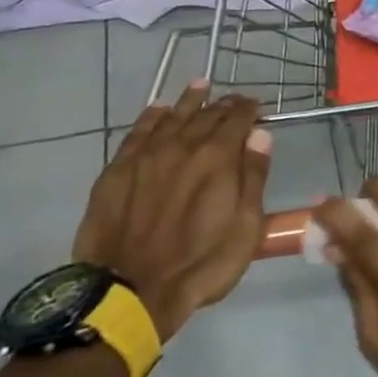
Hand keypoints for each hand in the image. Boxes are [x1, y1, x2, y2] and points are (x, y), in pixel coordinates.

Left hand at [72, 85, 271, 340]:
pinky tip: (158, 110)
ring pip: (171, 116)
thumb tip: (260, 136)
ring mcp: (146, 156)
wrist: (130, 290)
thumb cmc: (201, 264)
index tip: (257, 106)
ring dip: (189, 100)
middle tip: (233, 100)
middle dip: (223, 104)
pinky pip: (137, 132)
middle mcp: (182, 146)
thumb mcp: (245, 227)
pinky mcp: (117, 171)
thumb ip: (254, 177)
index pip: (237, 120)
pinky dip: (151, 117)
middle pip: (206, 115)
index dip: (249, 109)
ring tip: (200, 86)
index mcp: (218, 159)